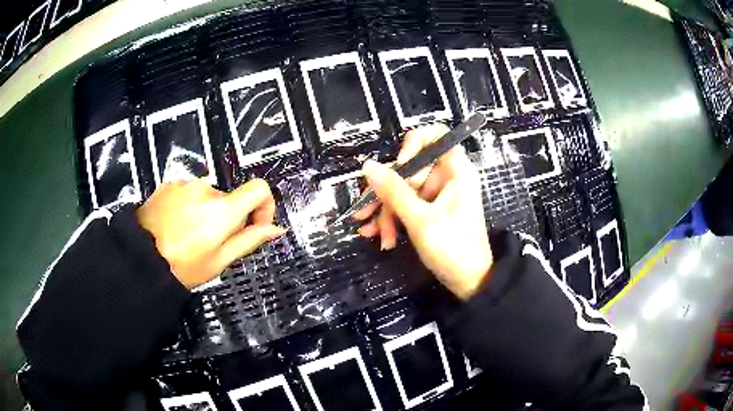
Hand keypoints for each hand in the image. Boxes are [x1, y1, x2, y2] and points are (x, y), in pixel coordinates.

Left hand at [137, 178, 284, 289]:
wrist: (140, 257)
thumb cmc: (182, 266)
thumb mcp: (220, 261)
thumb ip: (250, 240)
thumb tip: (274, 229)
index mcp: (222, 210)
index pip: (260, 189)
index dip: (265, 205)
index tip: (256, 224)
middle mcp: (206, 189)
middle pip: (231, 198)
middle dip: (228, 218)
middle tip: (212, 242)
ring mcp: (186, 184)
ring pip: (209, 197)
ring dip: (207, 212)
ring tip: (190, 235)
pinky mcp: (170, 184)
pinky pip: (190, 192)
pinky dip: (190, 206)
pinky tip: (177, 224)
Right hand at [355, 125, 492, 299]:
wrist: (470, 282)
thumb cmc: (453, 249)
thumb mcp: (420, 220)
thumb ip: (393, 192)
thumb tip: (368, 166)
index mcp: (455, 171)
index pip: (436, 135)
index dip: (413, 145)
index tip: (399, 167)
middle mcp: (447, 177)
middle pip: (411, 167)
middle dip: (387, 192)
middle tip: (367, 212)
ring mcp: (438, 194)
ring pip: (404, 189)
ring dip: (386, 211)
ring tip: (372, 233)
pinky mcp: (431, 210)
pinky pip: (407, 204)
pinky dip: (393, 219)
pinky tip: (381, 237)